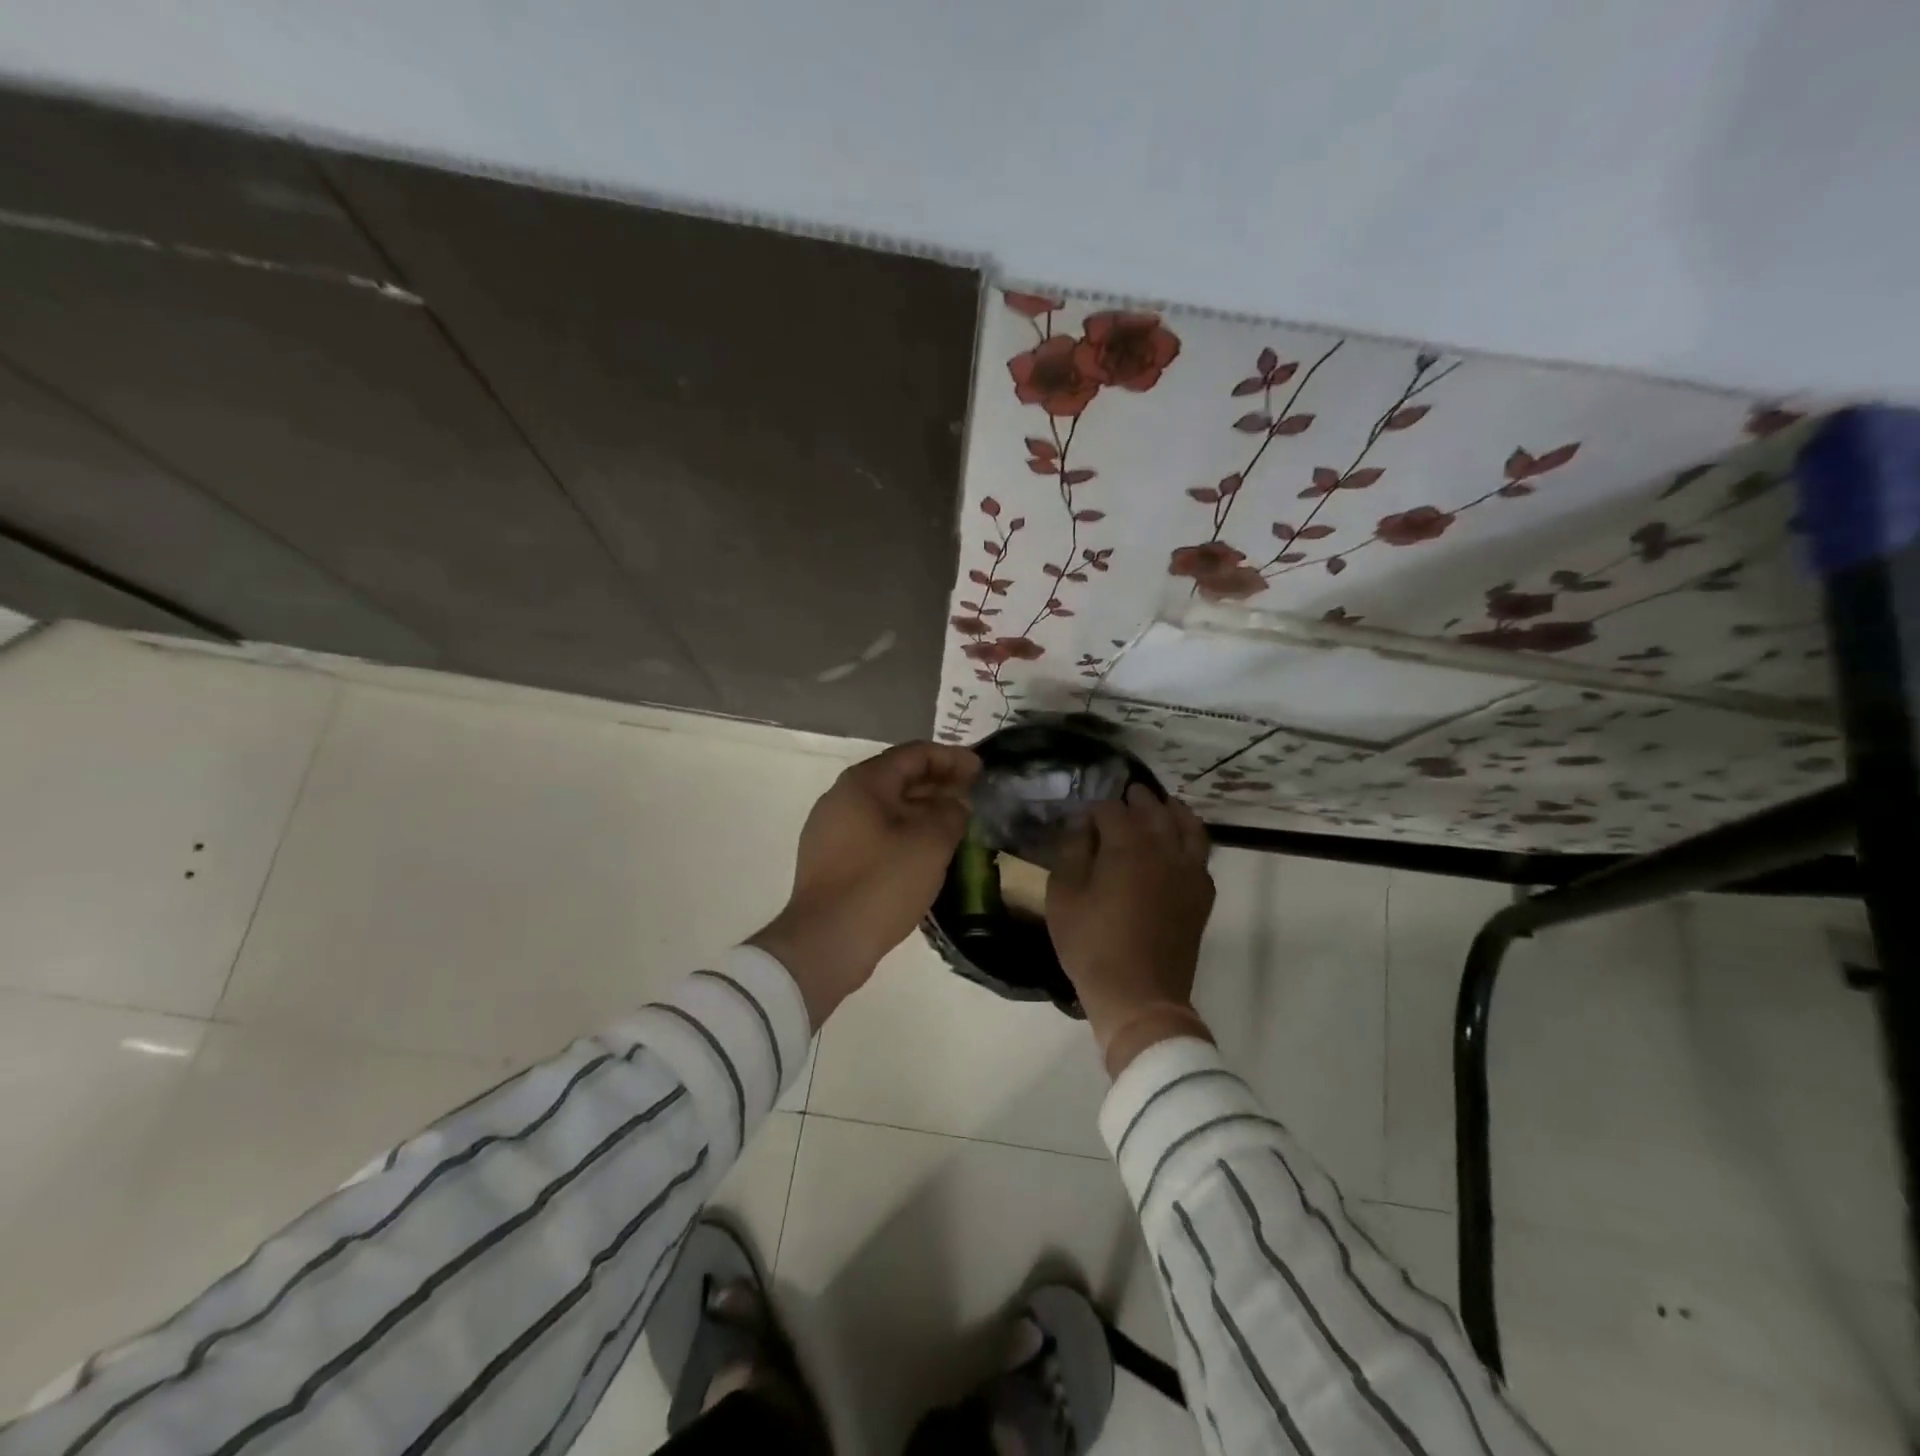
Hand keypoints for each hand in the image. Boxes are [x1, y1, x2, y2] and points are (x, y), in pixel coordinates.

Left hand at [751, 742, 979, 1026]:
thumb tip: (956, 803)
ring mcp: (831, 829)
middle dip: (938, 784)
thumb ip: (951, 813)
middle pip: (898, 778)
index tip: (981, 770)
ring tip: (956, 824)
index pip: (914, 754)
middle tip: (973, 796)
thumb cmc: (882, 882)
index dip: (951, 758)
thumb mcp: (930, 843)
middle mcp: (841, 797)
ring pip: (886, 808)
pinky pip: (874, 833)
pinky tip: (926, 852)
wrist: (826, 941)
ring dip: (922, 810)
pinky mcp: (831, 859)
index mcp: (863, 783)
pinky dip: (904, 832)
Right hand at [1047, 785, 1216, 1074]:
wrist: (1140, 996)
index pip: (1111, 810)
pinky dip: (1190, 838)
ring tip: (1162, 806)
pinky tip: (1179, 844)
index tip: (1083, 817)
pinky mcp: (1201, 894)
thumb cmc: (1092, 945)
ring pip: (1187, 825)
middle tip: (1124, 795)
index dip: (1095, 809)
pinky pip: (1201, 853)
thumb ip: (1071, 853)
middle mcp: (1163, 849)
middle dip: (1137, 799)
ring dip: (1172, 810)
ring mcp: (1189, 871)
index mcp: (1127, 846)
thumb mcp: (1063, 897)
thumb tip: (1081, 827)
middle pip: (1153, 810)